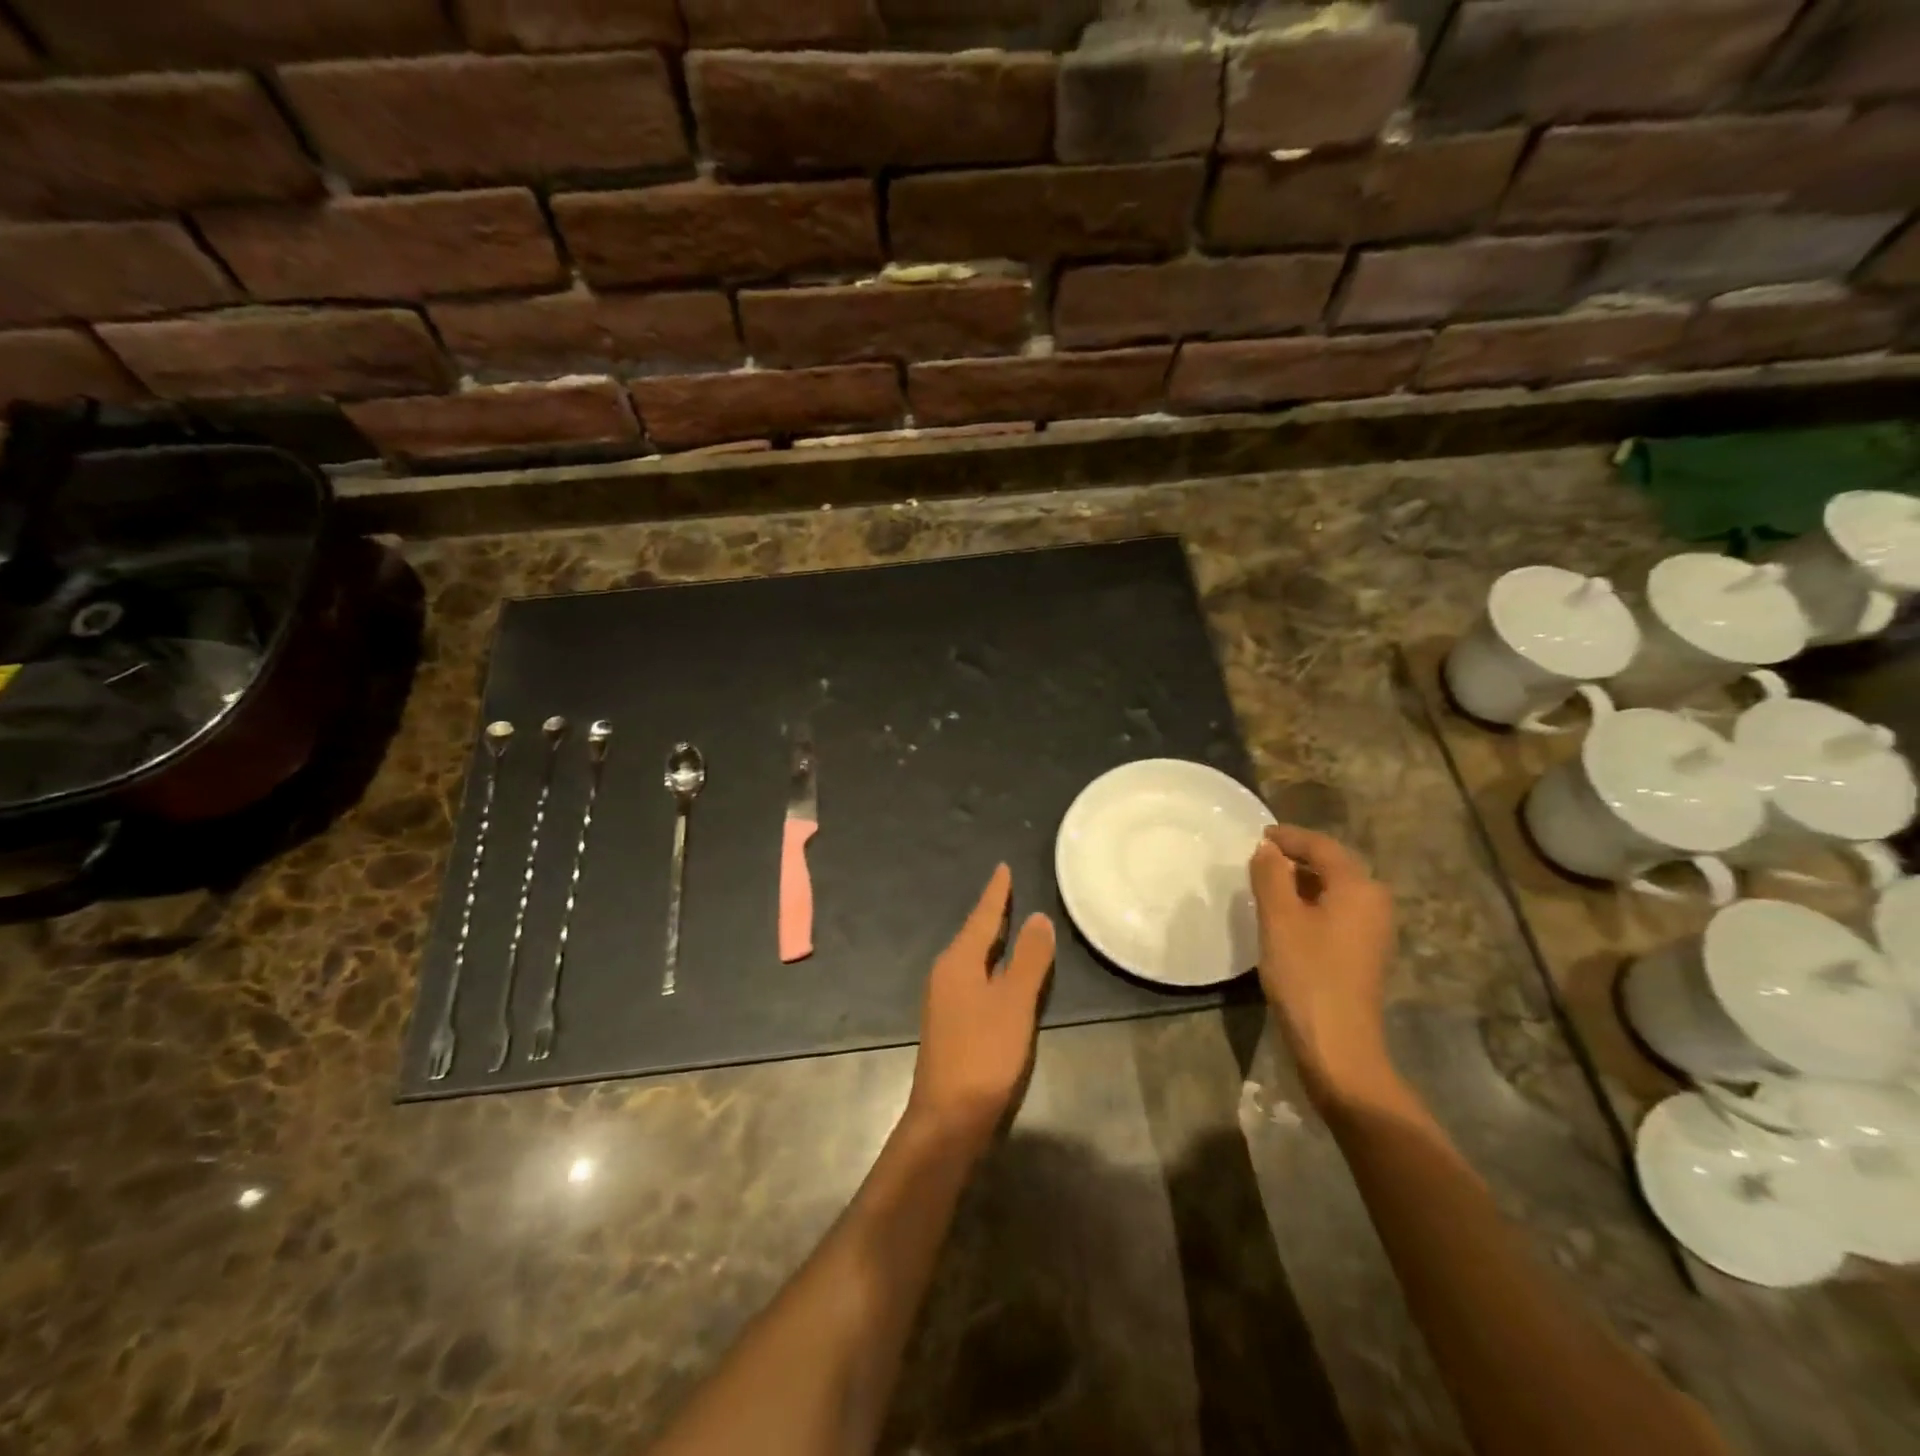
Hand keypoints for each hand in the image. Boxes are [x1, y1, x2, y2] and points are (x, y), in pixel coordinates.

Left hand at [906, 864, 1054, 1144]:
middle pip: (974, 935)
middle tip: (1010, 891)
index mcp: (958, 962)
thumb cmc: (984, 1054)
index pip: (982, 917)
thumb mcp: (1014, 1003)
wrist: (948, 1118)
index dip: (996, 893)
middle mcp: (946, 974)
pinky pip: (974, 980)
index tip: (1003, 868)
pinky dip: (991, 968)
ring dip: (991, 942)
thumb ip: (1028, 959)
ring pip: (973, 959)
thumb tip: (1038, 917)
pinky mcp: (951, 1024)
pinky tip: (1001, 976)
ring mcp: (945, 1001)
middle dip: (992, 914)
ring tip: (1009, 926)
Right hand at [1249, 825, 1395, 1103]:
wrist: (1338, 1044)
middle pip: (1333, 865)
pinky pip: (1336, 911)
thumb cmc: (1306, 974)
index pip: (1322, 847)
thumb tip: (1267, 849)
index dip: (1289, 837)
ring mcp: (1373, 930)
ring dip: (1302, 881)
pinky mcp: (1364, 952)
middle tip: (1260, 856)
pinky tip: (1285, 915)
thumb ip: (1271, 876)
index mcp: (1358, 887)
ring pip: (1334, 890)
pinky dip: (1310, 903)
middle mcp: (1374, 902)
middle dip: (1297, 857)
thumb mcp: (1279, 919)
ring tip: (1266, 882)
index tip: (1258, 835)